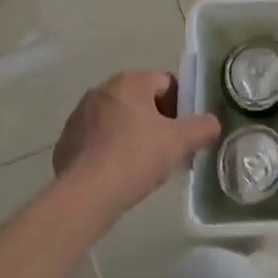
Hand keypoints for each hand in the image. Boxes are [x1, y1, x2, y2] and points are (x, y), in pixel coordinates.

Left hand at [52, 71, 220, 221]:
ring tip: (144, 166)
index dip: (181, 104)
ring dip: (133, 135)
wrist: (84, 195)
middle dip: (157, 121)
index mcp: (129, 82)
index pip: (165, 82)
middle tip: (168, 149)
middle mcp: (101, 91)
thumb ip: (203, 127)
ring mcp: (79, 116)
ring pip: (118, 121)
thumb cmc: (135, 157)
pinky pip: (97, 140)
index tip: (184, 131)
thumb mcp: (180, 142)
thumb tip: (211, 124)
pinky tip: (118, 175)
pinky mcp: (66, 142)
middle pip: (140, 100)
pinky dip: (110, 151)